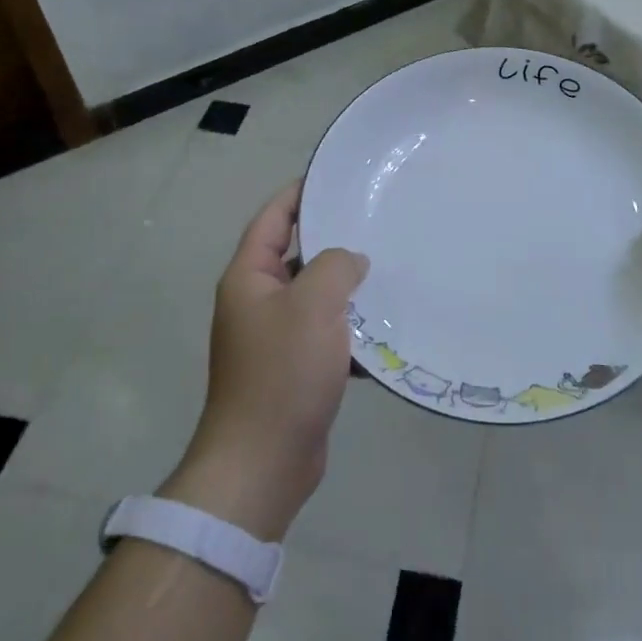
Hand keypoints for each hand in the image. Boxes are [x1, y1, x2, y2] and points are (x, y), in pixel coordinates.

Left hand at [159, 181, 368, 540]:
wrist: (263, 464)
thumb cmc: (283, 374)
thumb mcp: (313, 305)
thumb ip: (335, 266)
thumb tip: (351, 260)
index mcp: (250, 278)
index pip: (273, 218)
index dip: (300, 193)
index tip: (337, 177)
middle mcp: (258, 302)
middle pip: (298, 255)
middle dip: (335, 241)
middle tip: (379, 223)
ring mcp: (275, 338)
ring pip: (316, 297)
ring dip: (348, 288)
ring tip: (391, 271)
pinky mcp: (294, 369)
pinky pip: (326, 334)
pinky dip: (351, 329)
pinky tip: (386, 329)